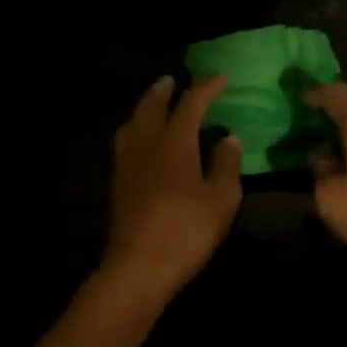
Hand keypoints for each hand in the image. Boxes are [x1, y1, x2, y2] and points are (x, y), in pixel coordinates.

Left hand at [101, 76, 243, 299]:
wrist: (138, 268)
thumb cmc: (186, 231)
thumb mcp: (221, 200)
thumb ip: (226, 165)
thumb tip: (229, 138)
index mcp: (174, 144)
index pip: (190, 105)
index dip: (206, 88)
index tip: (221, 79)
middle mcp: (146, 146)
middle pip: (150, 107)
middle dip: (163, 91)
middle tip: (172, 81)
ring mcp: (127, 165)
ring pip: (132, 124)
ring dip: (143, 109)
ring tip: (153, 107)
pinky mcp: (118, 185)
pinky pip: (125, 144)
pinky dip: (135, 132)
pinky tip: (143, 144)